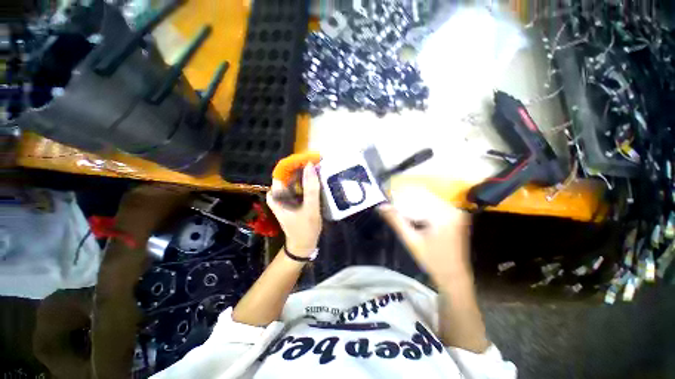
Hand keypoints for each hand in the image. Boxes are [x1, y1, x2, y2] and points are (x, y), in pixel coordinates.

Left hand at [267, 163, 321, 256]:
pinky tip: (316, 179)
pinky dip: (307, 181)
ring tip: (319, 168)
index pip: (282, 171)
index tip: (309, 158)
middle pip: (288, 173)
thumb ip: (311, 189)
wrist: (303, 245)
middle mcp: (278, 193)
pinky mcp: (292, 199)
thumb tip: (310, 166)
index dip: (295, 163)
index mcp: (277, 195)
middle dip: (302, 167)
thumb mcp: (310, 209)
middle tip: (318, 162)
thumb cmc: (305, 229)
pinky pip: (298, 185)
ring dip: (305, 173)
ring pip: (294, 178)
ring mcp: (285, 196)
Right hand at [377, 187, 471, 284]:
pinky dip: (422, 207)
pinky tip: (413, 214)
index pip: (418, 196)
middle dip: (407, 199)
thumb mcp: (411, 241)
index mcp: (443, 214)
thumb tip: (381, 206)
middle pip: (424, 196)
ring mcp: (456, 212)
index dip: (401, 195)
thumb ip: (396, 221)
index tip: (389, 196)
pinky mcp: (455, 216)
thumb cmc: (432, 261)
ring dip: (413, 203)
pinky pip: (435, 205)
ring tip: (400, 207)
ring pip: (429, 200)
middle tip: (392, 203)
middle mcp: (452, 209)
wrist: (454, 277)